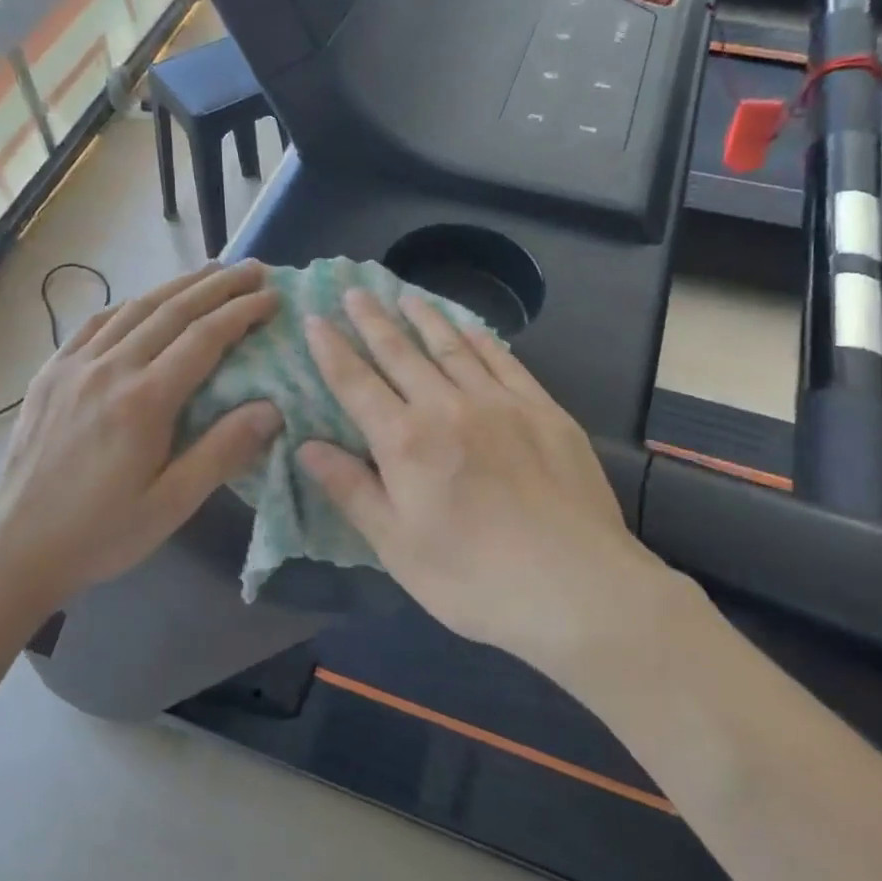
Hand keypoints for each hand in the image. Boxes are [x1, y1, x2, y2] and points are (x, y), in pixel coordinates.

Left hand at [0, 262, 282, 603]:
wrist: (17, 545)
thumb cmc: (103, 531)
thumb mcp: (172, 503)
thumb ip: (222, 451)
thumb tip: (271, 408)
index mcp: (144, 401)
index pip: (203, 339)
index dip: (241, 313)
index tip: (272, 298)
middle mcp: (109, 369)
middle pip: (172, 311)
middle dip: (217, 286)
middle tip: (253, 269)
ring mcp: (74, 366)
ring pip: (133, 309)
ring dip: (176, 286)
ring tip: (211, 273)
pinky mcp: (50, 373)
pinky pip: (94, 323)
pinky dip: (128, 304)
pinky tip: (143, 301)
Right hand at [298, 290, 681, 670]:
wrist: (575, 588)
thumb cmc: (472, 578)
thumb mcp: (396, 546)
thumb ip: (351, 489)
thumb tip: (306, 446)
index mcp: (405, 442)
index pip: (356, 383)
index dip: (332, 350)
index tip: (314, 320)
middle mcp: (448, 407)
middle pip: (402, 353)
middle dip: (373, 321)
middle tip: (355, 292)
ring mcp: (501, 403)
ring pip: (453, 347)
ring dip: (425, 318)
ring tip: (406, 295)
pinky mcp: (544, 410)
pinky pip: (504, 361)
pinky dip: (480, 339)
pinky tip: (470, 328)